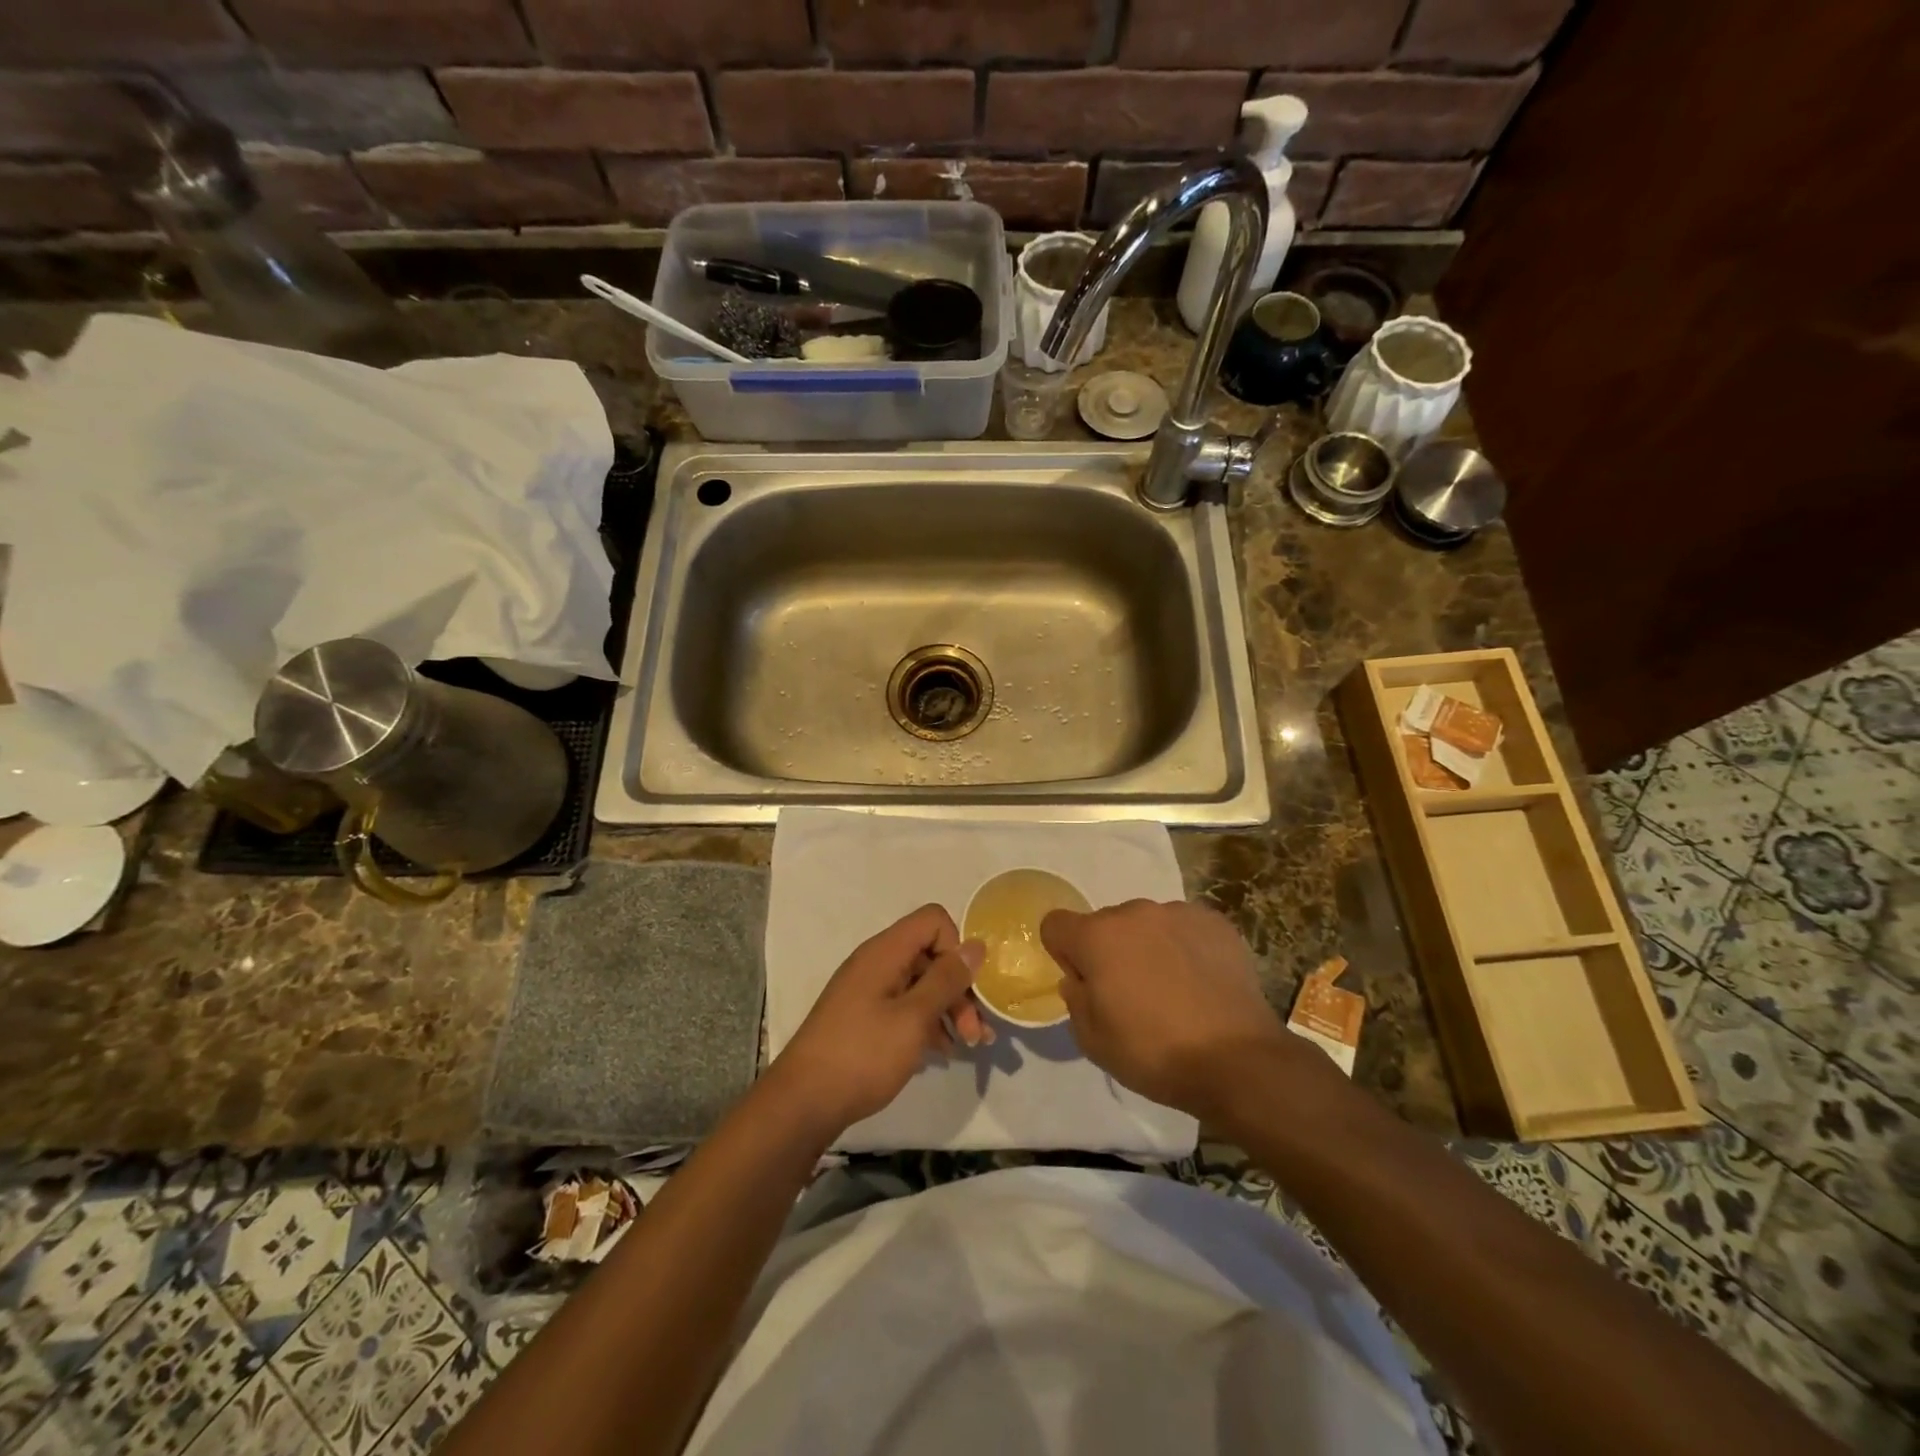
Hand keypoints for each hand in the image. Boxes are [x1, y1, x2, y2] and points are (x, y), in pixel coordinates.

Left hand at [768, 904, 990, 1136]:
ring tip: (968, 1045)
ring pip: (920, 983)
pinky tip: (941, 1052)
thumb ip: (947, 980)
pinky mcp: (864, 1017)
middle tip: (976, 1033)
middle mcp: (876, 963)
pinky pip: (905, 1006)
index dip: (956, 947)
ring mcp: (868, 990)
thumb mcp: (914, 1018)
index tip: (967, 986)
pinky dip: (927, 1023)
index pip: (933, 920)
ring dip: (948, 1009)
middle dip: (959, 988)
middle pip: (930, 955)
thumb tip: (975, 945)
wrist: (804, 1102)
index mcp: (885, 952)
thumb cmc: (863, 1055)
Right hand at [1041, 898, 1298, 1120]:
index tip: (1085, 983)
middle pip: (1105, 924)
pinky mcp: (1215, 922)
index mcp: (1097, 937)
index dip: (1063, 953)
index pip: (1055, 924)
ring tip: (1174, 990)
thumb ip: (1075, 999)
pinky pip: (1184, 928)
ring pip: (1146, 925)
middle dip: (1110, 951)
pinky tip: (1201, 982)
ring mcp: (1178, 913)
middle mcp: (1134, 913)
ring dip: (1148, 947)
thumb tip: (1080, 978)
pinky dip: (1184, 947)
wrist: (1238, 1060)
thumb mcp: (1092, 1041)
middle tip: (1132, 994)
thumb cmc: (1154, 1053)